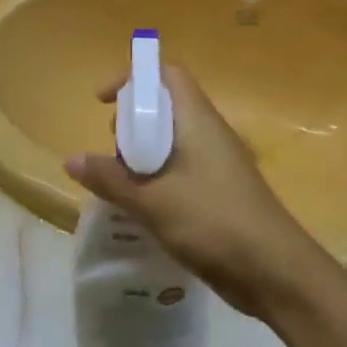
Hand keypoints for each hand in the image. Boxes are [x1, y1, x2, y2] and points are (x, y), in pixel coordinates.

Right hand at [65, 65, 335, 318]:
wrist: (276, 272)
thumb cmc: (212, 223)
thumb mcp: (151, 201)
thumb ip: (109, 179)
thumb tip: (71, 159)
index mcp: (197, 120)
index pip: (168, 74)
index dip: (134, 78)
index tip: (103, 103)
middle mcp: (210, 133)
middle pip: (167, 107)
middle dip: (133, 123)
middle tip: (113, 154)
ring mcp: (220, 163)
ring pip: (174, 142)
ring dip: (144, 156)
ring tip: (124, 187)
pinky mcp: (222, 191)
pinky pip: (184, 169)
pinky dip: (159, 178)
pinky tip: (146, 209)